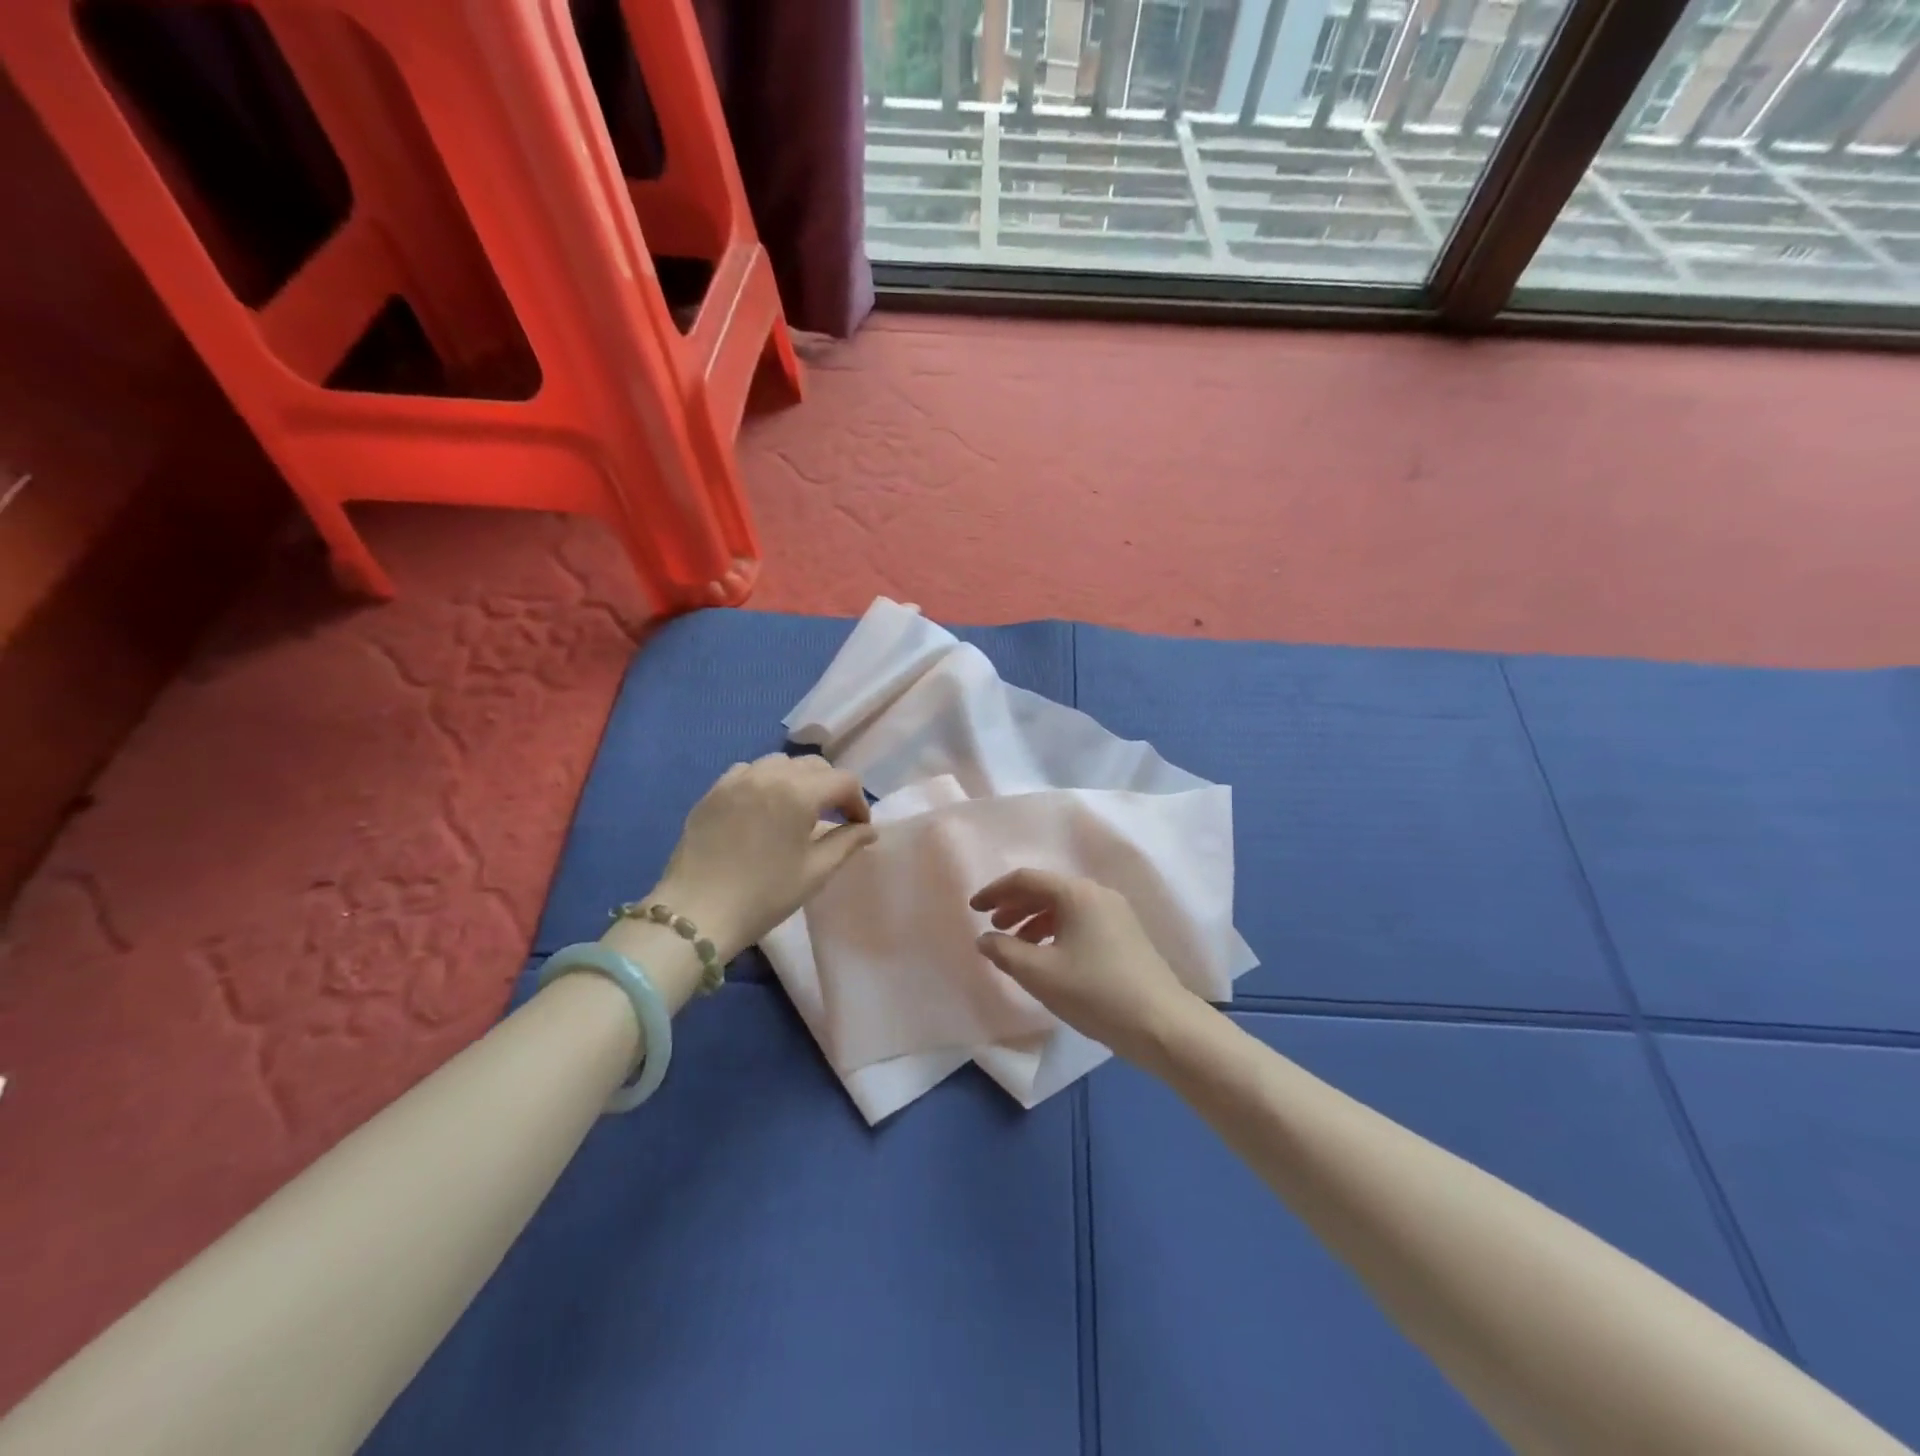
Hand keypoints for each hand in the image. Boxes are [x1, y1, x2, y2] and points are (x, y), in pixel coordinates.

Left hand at [649, 755, 876, 962]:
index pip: (843, 781)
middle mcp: (769, 774)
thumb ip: (847, 843)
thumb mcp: (815, 871)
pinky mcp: (713, 791)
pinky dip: (764, 780)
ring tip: (797, 809)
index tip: (858, 828)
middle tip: (833, 818)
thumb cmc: (764, 895)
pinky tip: (763, 806)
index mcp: (798, 793)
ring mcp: (736, 780)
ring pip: (780, 763)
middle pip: (814, 765)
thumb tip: (868, 829)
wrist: (697, 912)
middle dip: (831, 788)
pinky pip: (747, 771)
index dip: (858, 803)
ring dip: (798, 780)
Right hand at [970, 869, 1203, 1066]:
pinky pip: (1080, 921)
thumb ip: (1004, 952)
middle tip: (993, 927)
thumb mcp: (1040, 974)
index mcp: (1077, 893)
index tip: (973, 908)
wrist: (1162, 1024)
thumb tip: (985, 939)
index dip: (995, 891)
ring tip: (1016, 946)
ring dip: (1034, 921)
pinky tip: (1048, 958)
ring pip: (1064, 907)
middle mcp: (1097, 894)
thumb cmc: (1095, 992)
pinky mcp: (1125, 934)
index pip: (1026, 879)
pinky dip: (1056, 932)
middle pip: (1046, 890)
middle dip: (1015, 906)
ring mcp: (1115, 913)